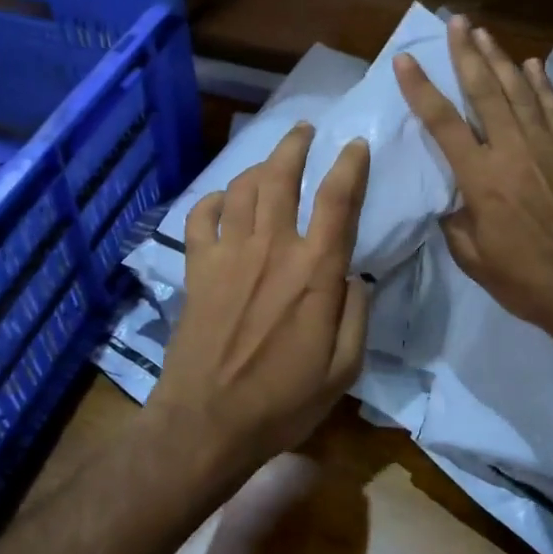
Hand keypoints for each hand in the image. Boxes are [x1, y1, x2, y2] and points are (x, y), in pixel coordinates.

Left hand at [149, 124, 372, 482]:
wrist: (207, 423)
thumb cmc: (282, 401)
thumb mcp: (344, 369)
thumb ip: (355, 314)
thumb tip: (354, 276)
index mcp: (314, 270)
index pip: (337, 199)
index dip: (349, 164)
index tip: (356, 144)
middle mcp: (271, 248)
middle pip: (281, 177)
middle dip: (294, 145)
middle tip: (304, 129)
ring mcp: (229, 255)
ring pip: (242, 189)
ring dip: (257, 166)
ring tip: (269, 160)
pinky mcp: (197, 269)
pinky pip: (200, 218)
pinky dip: (212, 201)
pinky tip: (221, 201)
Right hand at [394, 15, 552, 342]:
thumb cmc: (525, 280)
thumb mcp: (472, 258)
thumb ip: (455, 222)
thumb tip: (452, 200)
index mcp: (481, 178)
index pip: (443, 122)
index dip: (421, 88)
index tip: (406, 59)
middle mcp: (513, 151)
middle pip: (485, 91)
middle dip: (467, 54)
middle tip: (456, 22)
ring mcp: (548, 149)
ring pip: (519, 93)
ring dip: (500, 59)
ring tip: (484, 33)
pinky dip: (542, 85)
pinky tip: (533, 66)